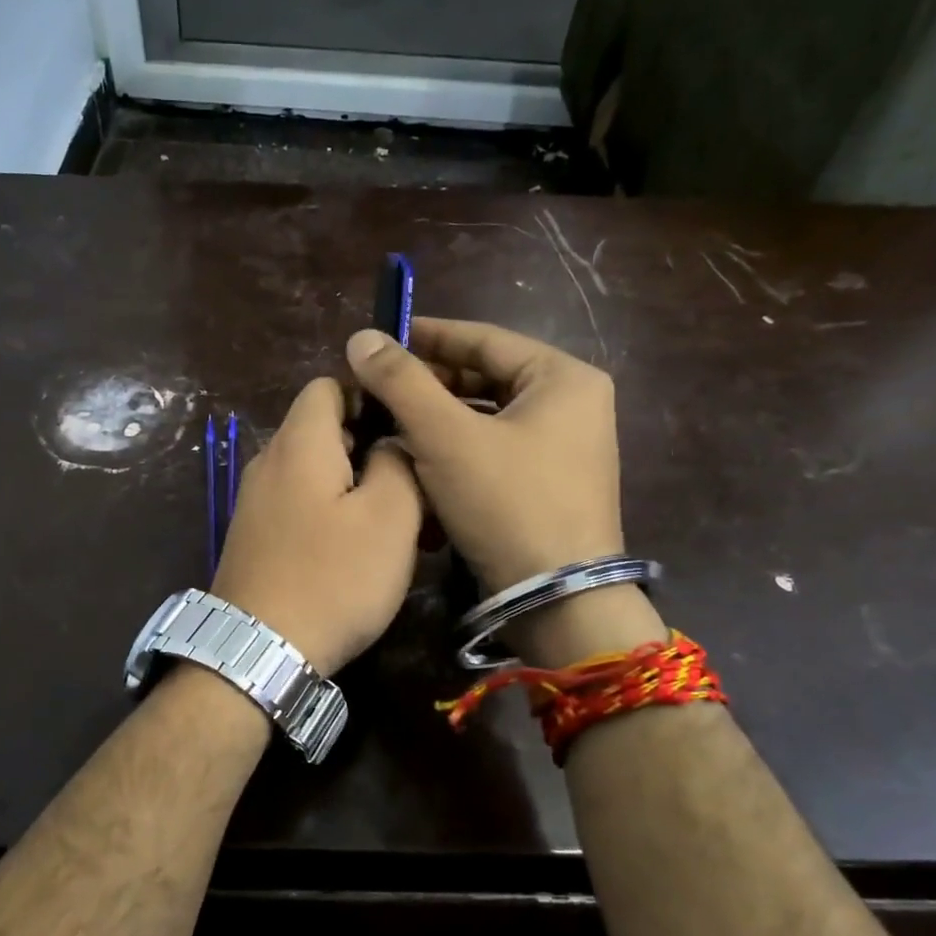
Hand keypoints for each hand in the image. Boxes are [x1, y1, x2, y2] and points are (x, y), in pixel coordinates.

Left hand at [210, 377, 421, 674]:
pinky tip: (357, 549)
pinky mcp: (254, 536)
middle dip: (370, 446)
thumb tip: (391, 441)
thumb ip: (398, 462)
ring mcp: (255, 501)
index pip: (329, 384)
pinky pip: (299, 504)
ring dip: (355, 485)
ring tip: (395, 523)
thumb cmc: (333, 578)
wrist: (258, 652)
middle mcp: (268, 462)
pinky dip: (331, 512)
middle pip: (323, 429)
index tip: (406, 428)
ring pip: (314, 471)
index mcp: (299, 443)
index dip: (370, 396)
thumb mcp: (389, 517)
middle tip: (413, 483)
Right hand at [346, 317, 623, 589]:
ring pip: (488, 419)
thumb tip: (361, 338)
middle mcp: (574, 406)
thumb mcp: (446, 437)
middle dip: (430, 384)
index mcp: (564, 379)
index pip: (485, 340)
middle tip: (379, 388)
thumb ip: (402, 383)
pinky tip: (420, 460)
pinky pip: (496, 451)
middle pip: (487, 379)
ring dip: (439, 420)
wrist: (557, 600)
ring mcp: (566, 449)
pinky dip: (458, 450)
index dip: (429, 336)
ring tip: (390, 424)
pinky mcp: (551, 485)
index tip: (381, 338)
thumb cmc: (507, 504)